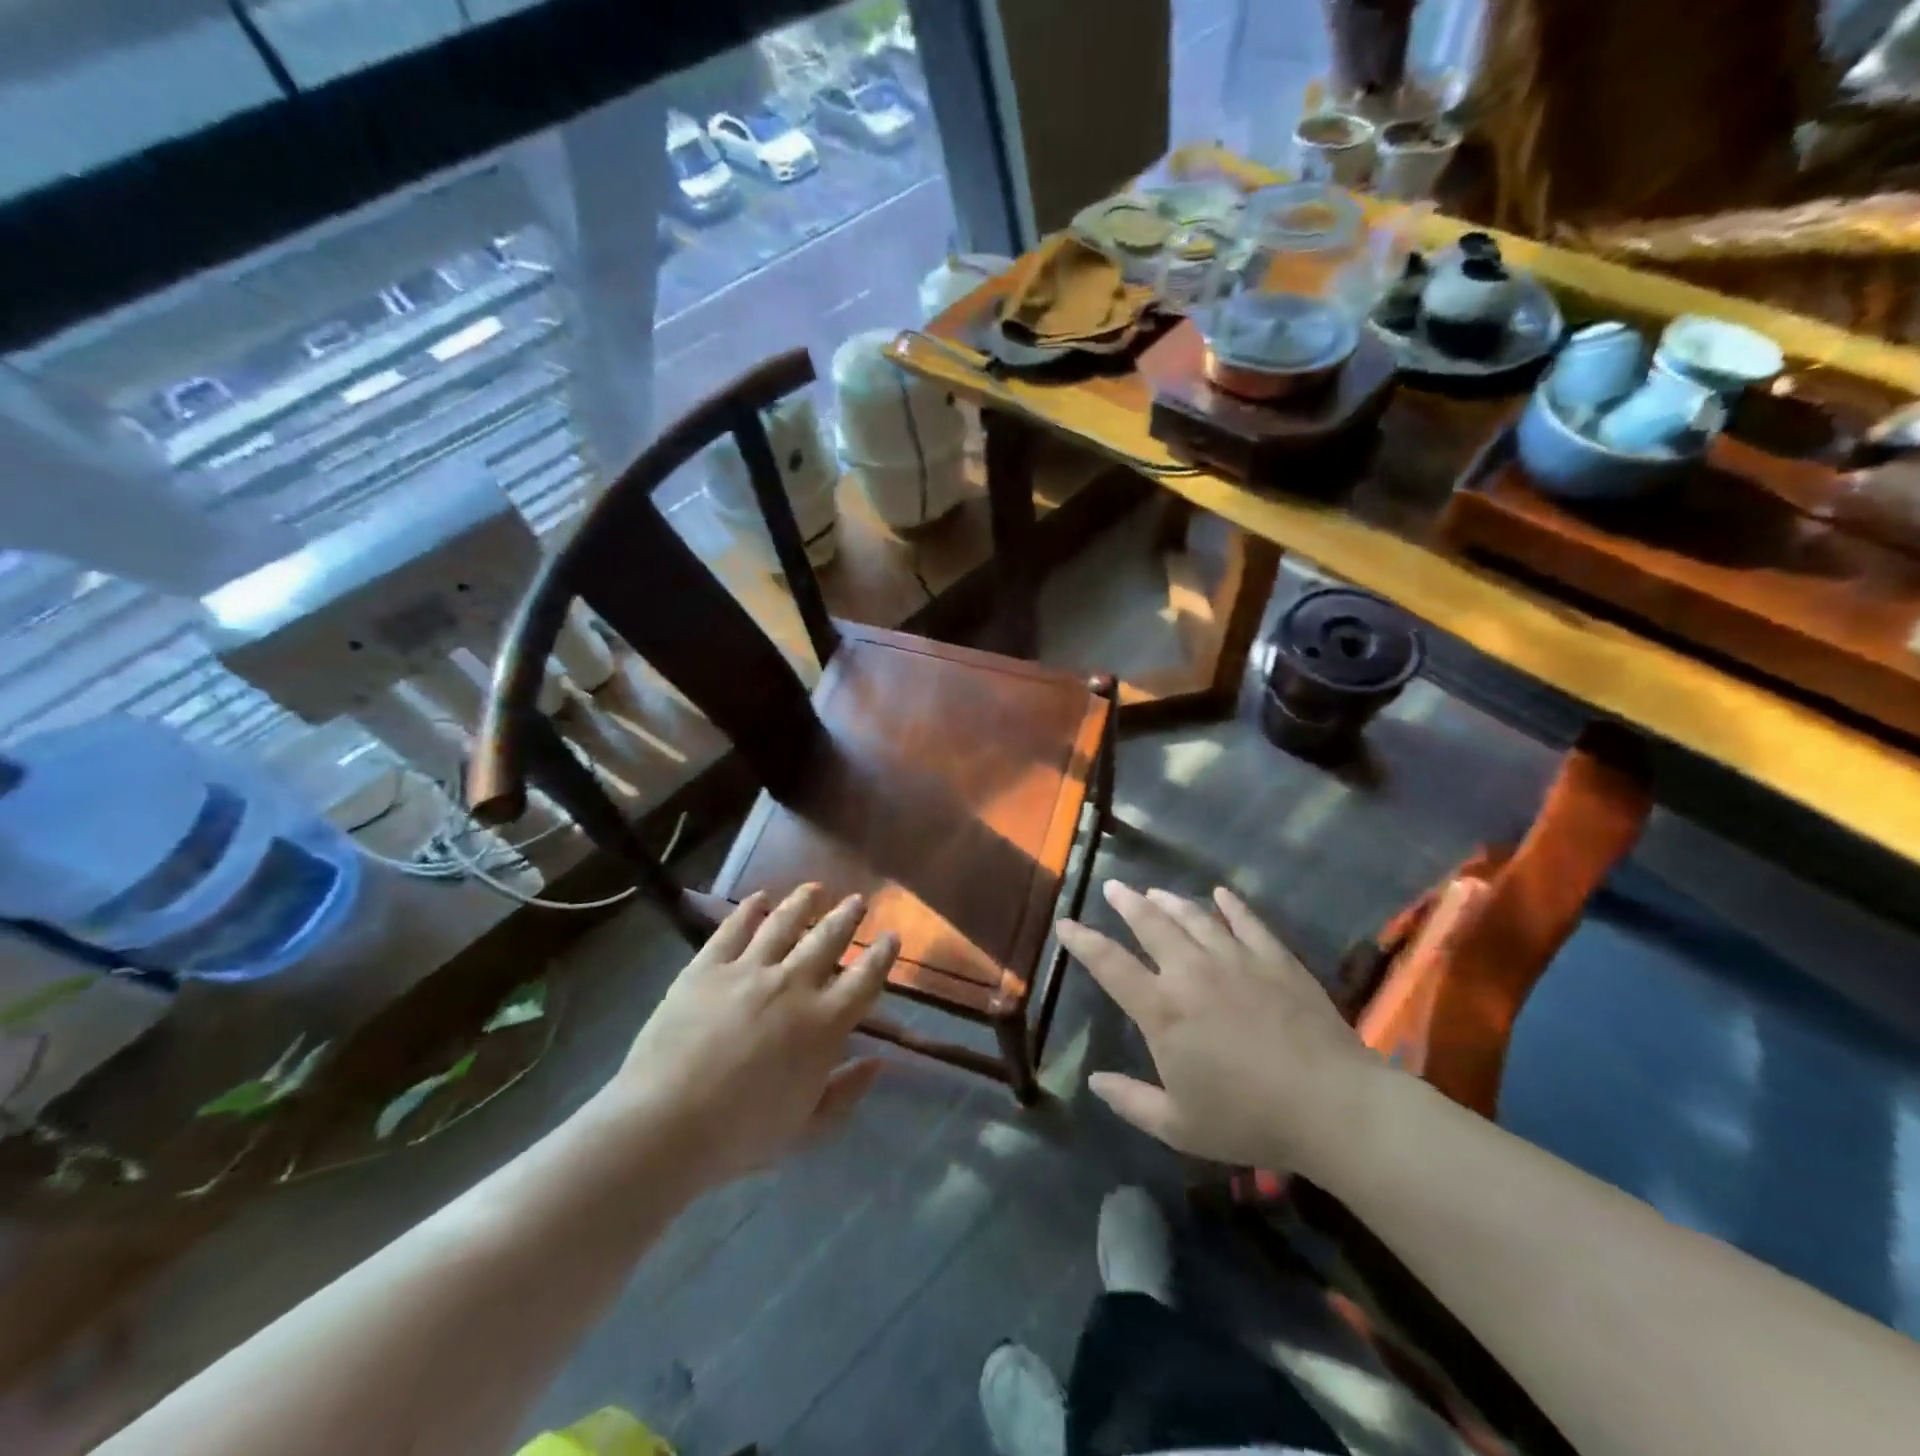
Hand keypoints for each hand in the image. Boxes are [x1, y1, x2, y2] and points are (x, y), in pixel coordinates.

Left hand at [603, 885, 898, 1189]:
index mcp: (824, 1024)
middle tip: (858, 900)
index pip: (865, 979)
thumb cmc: (740, 1135)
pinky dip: (749, 910)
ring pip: (784, 923)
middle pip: (828, 939)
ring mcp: (748, 970)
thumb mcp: (805, 1129)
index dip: (881, 955)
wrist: (664, 1125)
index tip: (891, 936)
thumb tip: (878, 1062)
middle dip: (847, 916)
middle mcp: (793, 985)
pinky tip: (759, 898)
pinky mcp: (706, 967)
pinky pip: (733, 929)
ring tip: (816, 888)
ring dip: (804, 902)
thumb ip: (845, 1093)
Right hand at [1059, 881, 1388, 1176]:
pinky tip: (1221, 895)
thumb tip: (1094, 1081)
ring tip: (1155, 891)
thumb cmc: (1249, 1119)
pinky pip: (1247, 922)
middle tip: (1113, 887)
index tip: (1066, 923)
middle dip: (1127, 903)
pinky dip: (1230, 905)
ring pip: (1194, 918)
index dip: (1083, 942)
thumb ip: (1131, 1101)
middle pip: (1151, 925)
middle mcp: (1191, 972)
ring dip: (1170, 901)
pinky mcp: (1275, 960)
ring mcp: (1236, 960)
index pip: (1110, 964)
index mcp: (1162, 1009)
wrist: (1332, 1106)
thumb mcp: (1179, 1126)